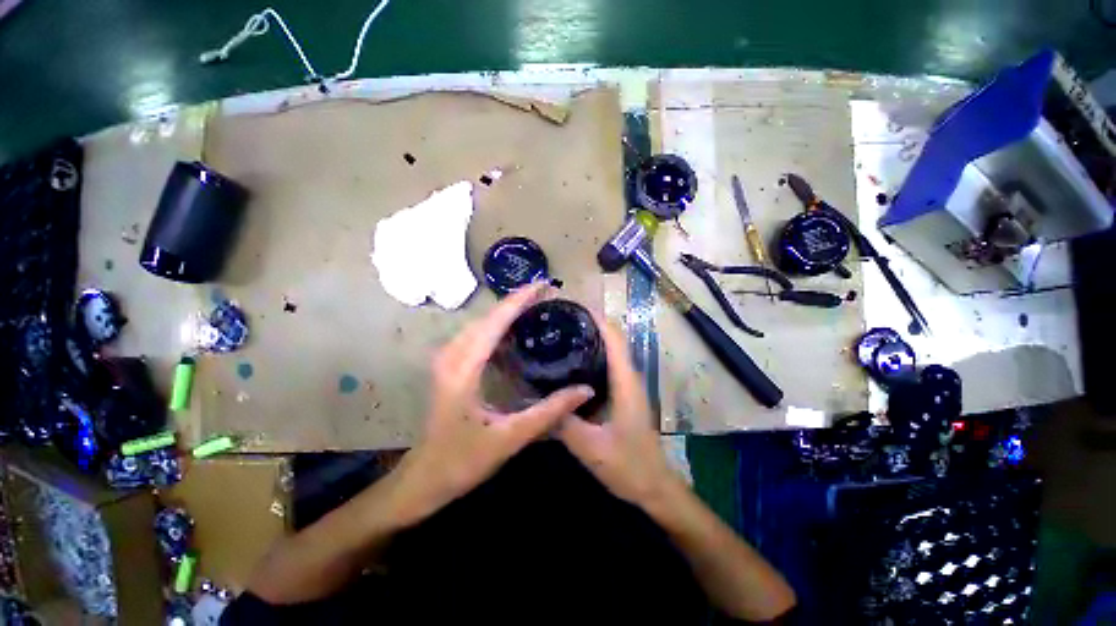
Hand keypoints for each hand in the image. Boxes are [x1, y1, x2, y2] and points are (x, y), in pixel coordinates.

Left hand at [400, 283, 594, 521]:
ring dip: (506, 312)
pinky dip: (496, 327)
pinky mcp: (450, 367)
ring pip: (480, 324)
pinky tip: (514, 332)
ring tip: (535, 307)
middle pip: (487, 317)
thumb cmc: (463, 461)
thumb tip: (585, 390)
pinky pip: (476, 336)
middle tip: (547, 295)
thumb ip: (549, 412)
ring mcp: (447, 360)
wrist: (424, 478)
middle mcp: (452, 356)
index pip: (495, 322)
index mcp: (464, 369)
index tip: (544, 285)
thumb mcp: (510, 438)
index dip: (519, 300)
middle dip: (516, 302)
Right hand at [556, 311, 678, 506]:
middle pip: (611, 339)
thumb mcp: (591, 447)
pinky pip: (606, 366)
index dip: (595, 318)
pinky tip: (568, 365)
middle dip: (588, 324)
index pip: (613, 338)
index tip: (571, 307)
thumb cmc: (629, 465)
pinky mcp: (622, 395)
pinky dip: (590, 357)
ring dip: (590, 338)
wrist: (654, 486)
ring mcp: (626, 386)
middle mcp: (628, 377)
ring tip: (559, 335)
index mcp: (625, 382)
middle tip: (557, 321)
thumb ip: (564, 423)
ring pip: (609, 352)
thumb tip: (536, 400)